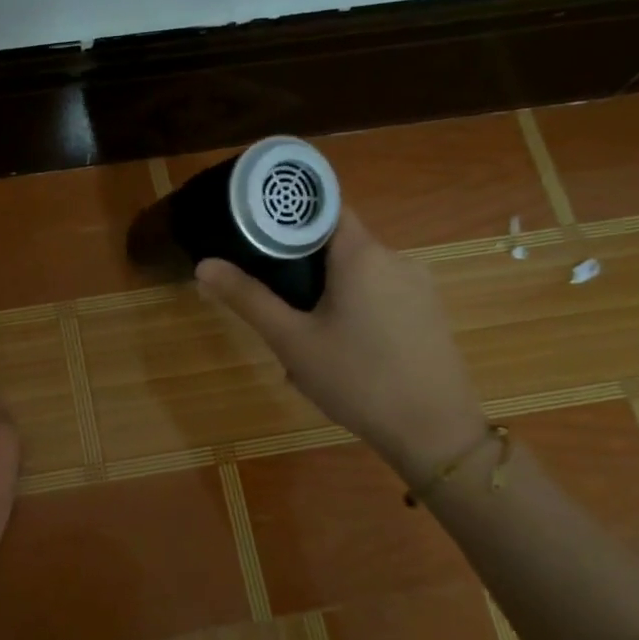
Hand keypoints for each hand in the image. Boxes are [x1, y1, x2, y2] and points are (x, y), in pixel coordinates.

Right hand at [196, 209, 486, 479]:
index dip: (290, 215)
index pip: (324, 207)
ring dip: (327, 296)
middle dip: (303, 269)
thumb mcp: (292, 341)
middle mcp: (395, 258)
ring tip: (304, 339)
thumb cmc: (356, 379)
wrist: (434, 431)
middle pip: (338, 245)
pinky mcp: (429, 313)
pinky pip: (380, 298)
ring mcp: (418, 286)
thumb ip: (248, 299)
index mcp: (362, 254)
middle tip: (275, 305)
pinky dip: (354, 312)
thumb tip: (204, 265)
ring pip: (359, 276)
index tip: (258, 235)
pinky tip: (341, 355)